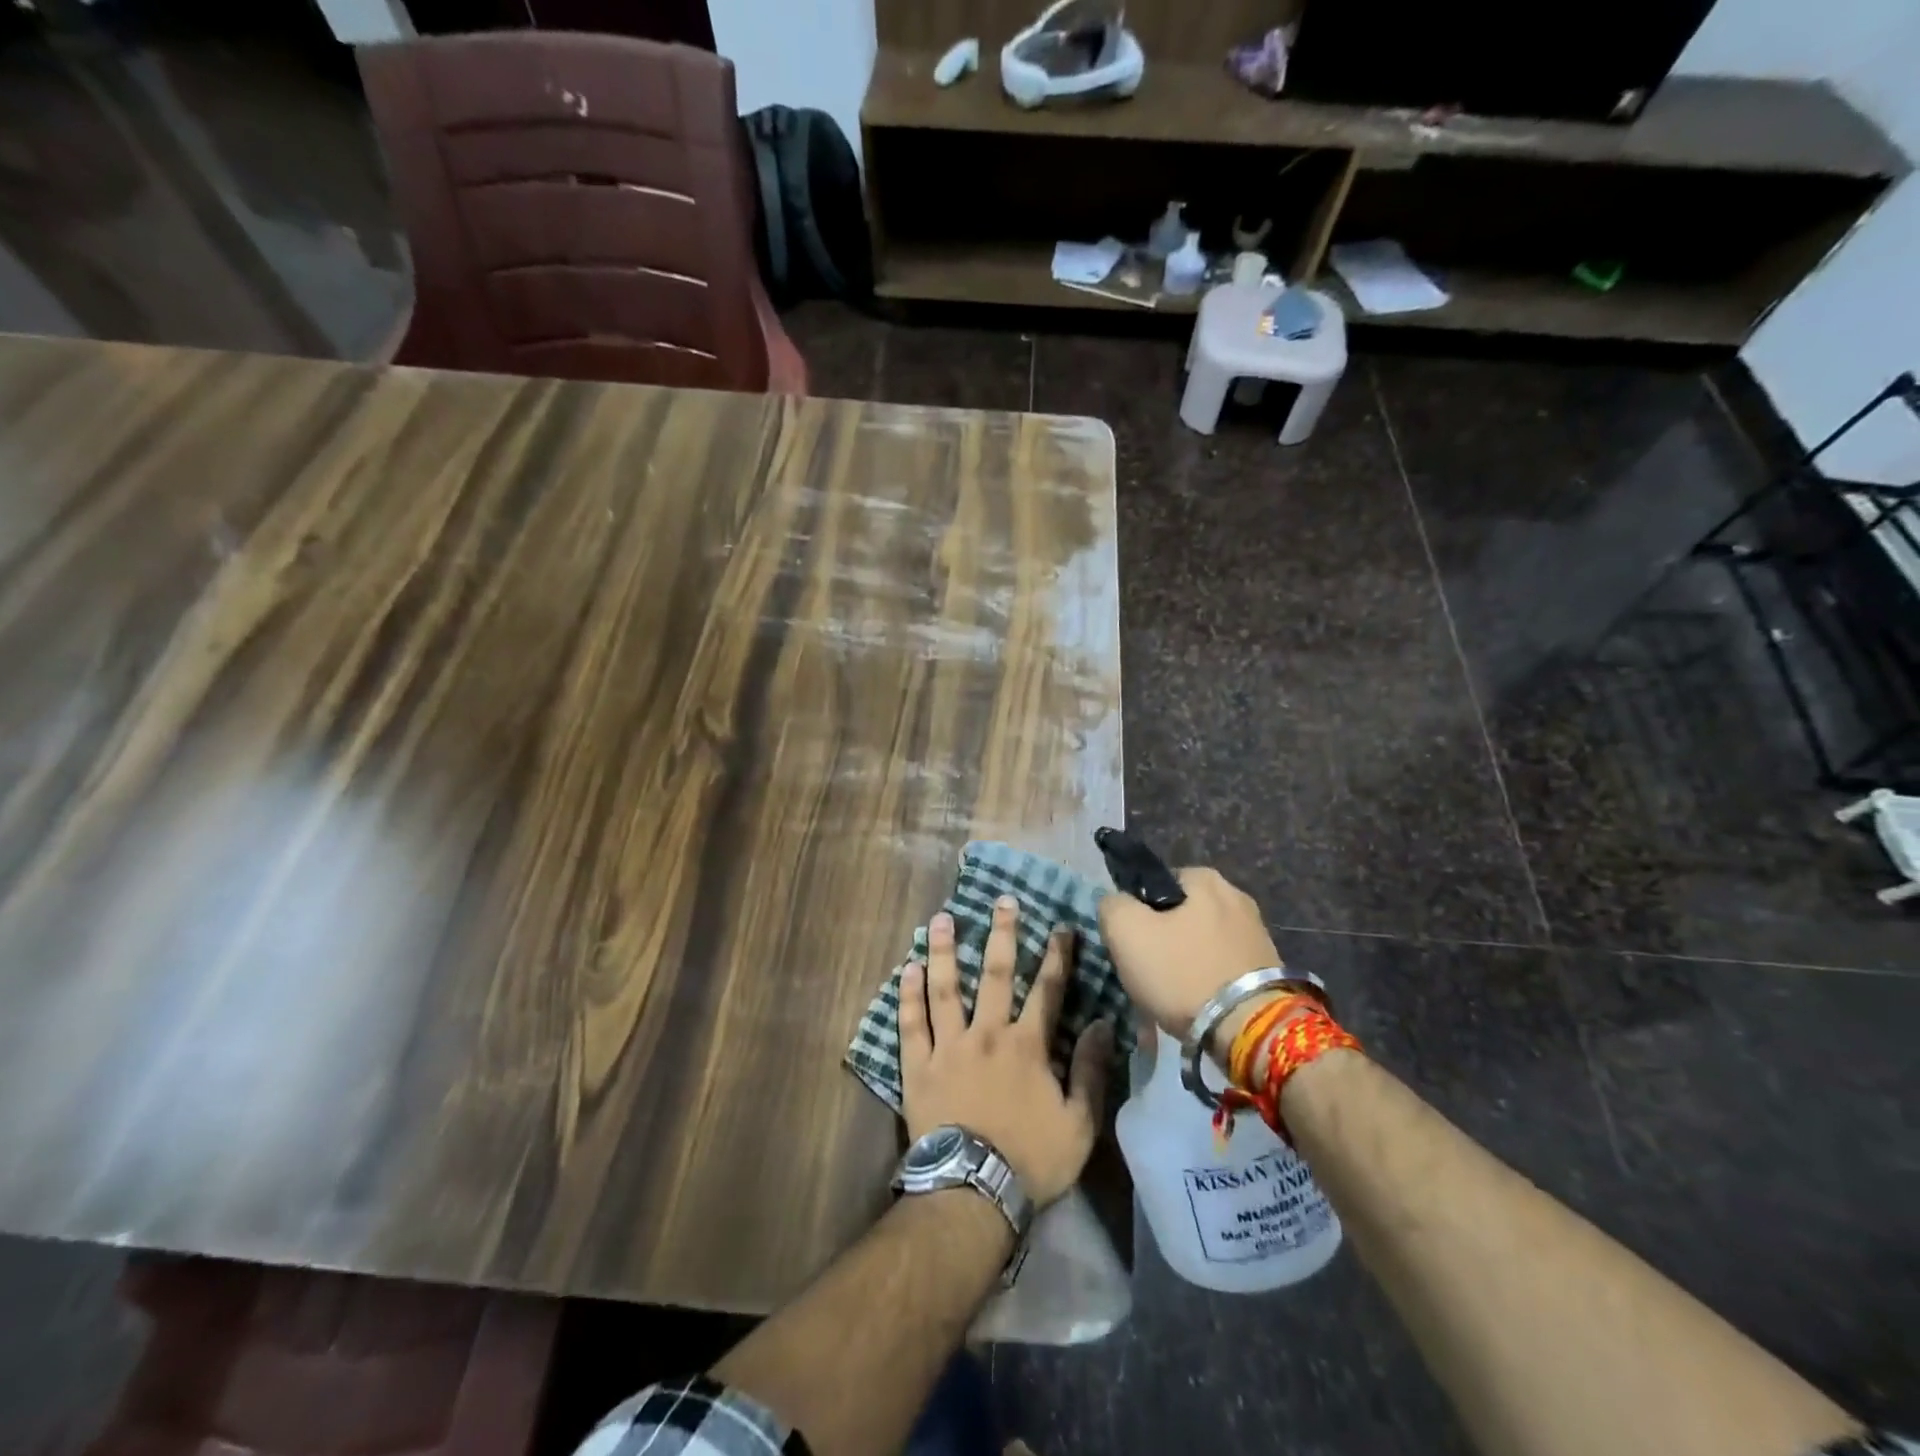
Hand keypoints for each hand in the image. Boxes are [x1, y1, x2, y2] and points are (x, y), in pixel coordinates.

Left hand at [900, 896, 1111, 1207]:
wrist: (973, 1192)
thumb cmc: (1031, 1159)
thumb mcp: (1079, 1124)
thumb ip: (1091, 1071)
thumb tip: (1102, 1023)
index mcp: (1027, 1046)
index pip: (1047, 990)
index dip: (1057, 956)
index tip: (1061, 926)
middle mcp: (987, 1033)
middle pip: (995, 974)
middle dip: (1001, 934)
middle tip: (1002, 901)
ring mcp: (949, 1047)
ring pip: (945, 988)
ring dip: (944, 951)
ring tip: (941, 918)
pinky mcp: (918, 1066)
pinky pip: (911, 1023)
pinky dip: (908, 994)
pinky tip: (907, 967)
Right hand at [1098, 867, 1284, 1048]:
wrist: (1248, 1030)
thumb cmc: (1182, 972)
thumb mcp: (1126, 931)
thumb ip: (1112, 905)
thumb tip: (1117, 904)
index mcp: (1205, 878)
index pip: (1156, 884)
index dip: (1137, 912)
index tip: (1132, 943)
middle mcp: (1237, 897)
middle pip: (1180, 915)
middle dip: (1163, 939)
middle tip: (1149, 971)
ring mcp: (1256, 934)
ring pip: (1200, 942)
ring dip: (1185, 962)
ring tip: (1173, 994)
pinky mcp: (1268, 968)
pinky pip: (1222, 966)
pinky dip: (1207, 981)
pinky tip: (1198, 1004)